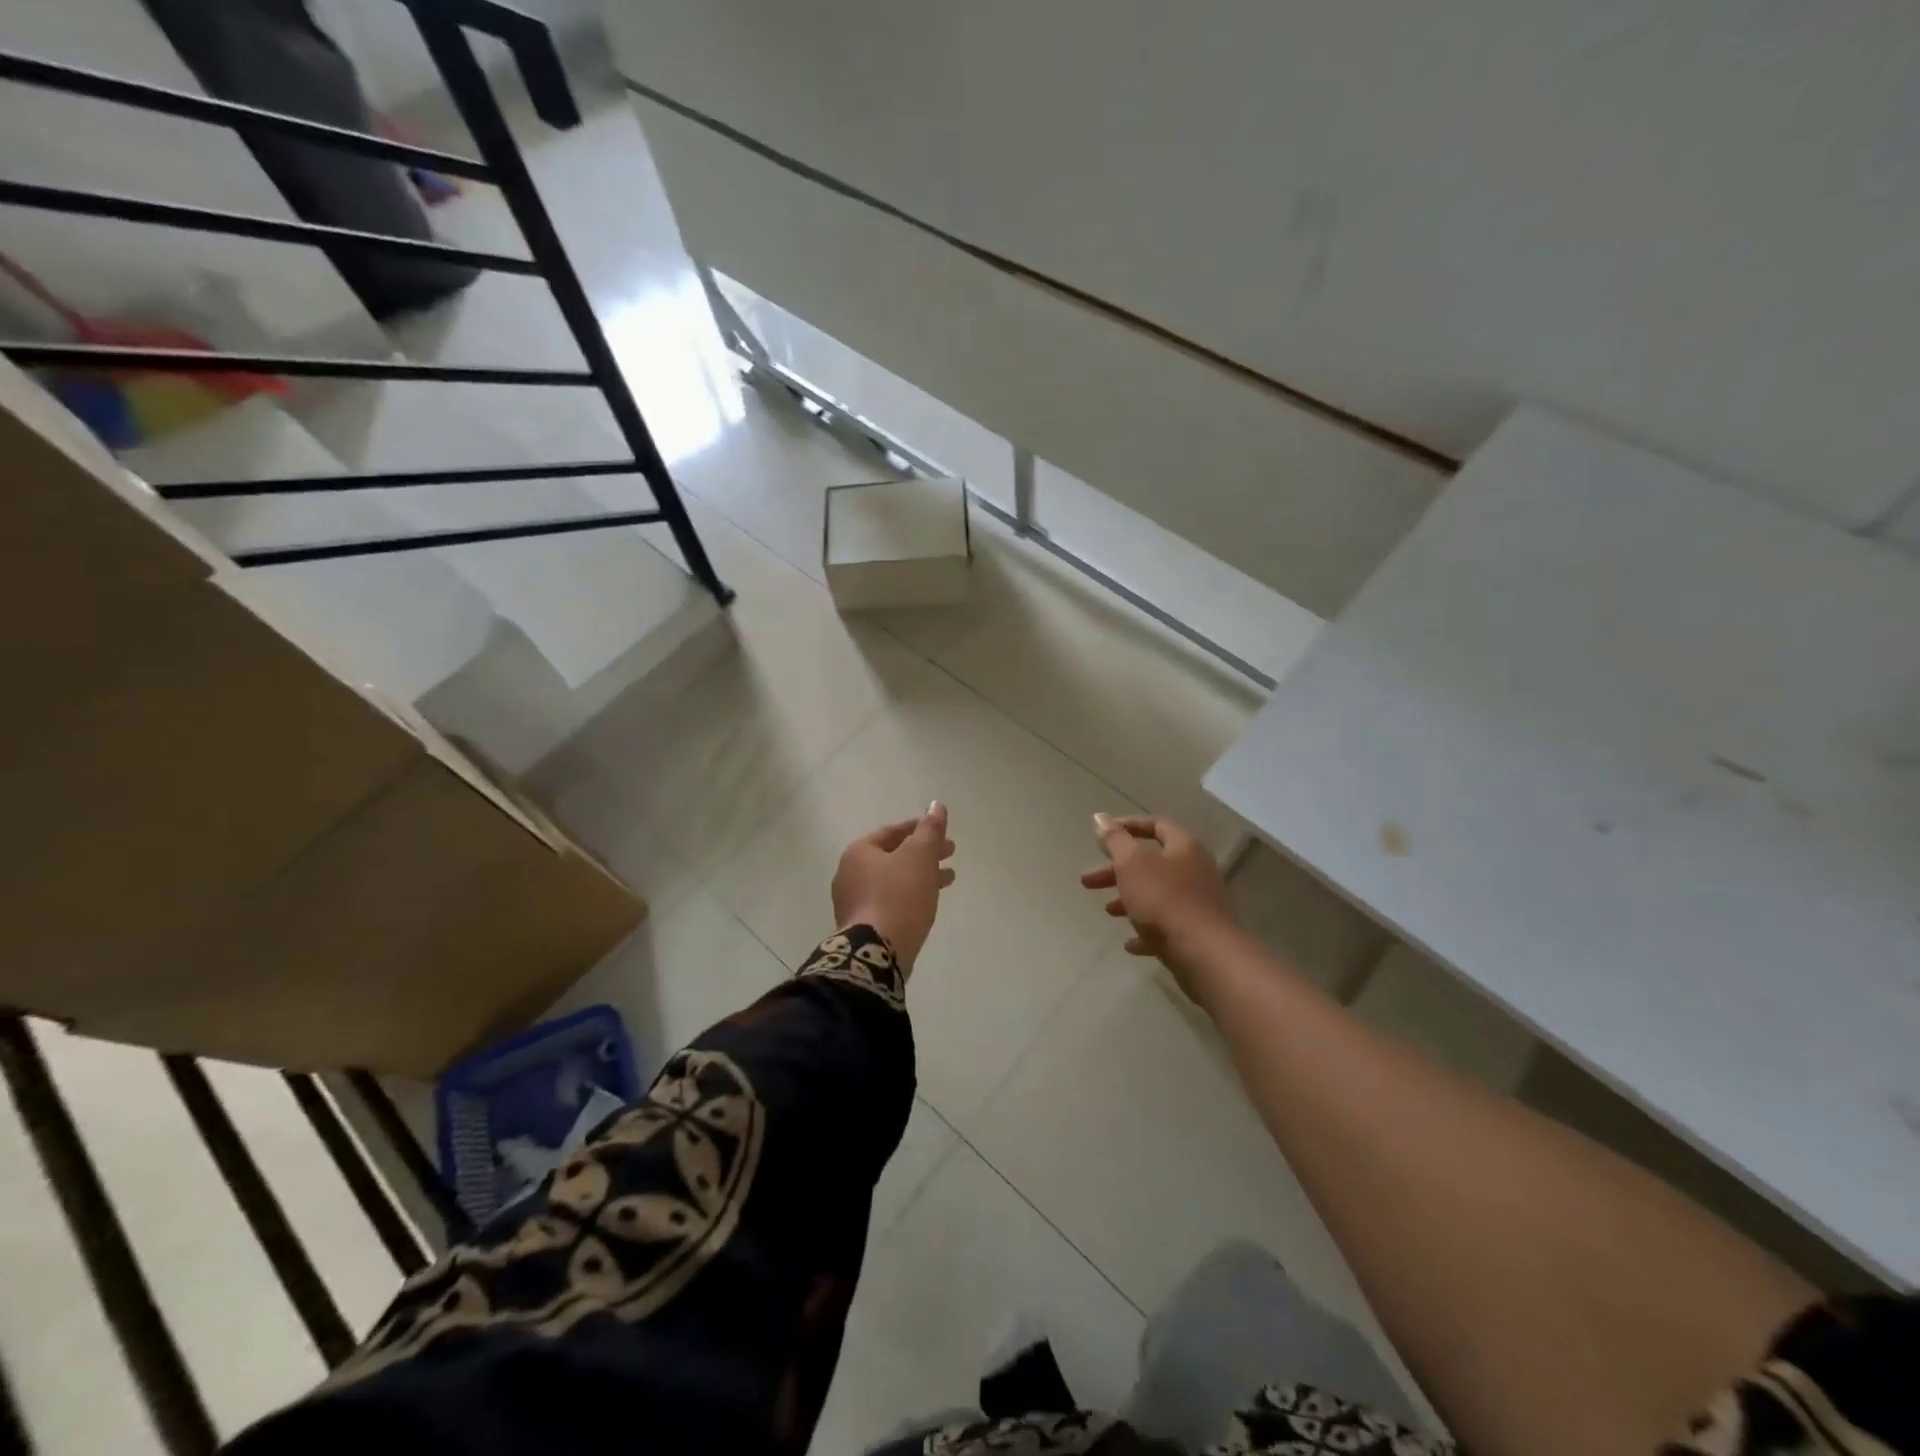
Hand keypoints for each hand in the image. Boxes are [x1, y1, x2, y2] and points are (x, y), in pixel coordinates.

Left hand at [831, 802, 955, 972]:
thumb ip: (930, 830)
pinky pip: (889, 902)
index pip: (892, 832)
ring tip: (948, 879)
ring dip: (920, 876)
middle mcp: (850, 874)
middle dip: (923, 854)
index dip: (919, 829)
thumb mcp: (919, 856)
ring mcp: (853, 902)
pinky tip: (927, 902)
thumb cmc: (898, 896)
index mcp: (859, 852)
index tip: (942, 833)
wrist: (876, 953)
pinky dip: (910, 896)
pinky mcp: (861, 927)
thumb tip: (936, 805)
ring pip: (893, 880)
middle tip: (950, 854)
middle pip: (893, 856)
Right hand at [1081, 813, 1236, 991]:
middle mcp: (1196, 870)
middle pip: (1151, 863)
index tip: (1100, 837)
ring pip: (1158, 894)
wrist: (1206, 955)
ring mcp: (1199, 903)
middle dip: (1117, 871)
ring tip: (1108, 911)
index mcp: (1184, 847)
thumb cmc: (1165, 901)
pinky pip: (1167, 925)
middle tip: (1088, 882)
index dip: (1127, 827)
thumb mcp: (1132, 865)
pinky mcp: (1198, 932)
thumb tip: (1100, 817)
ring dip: (1130, 899)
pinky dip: (1146, 930)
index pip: (1156, 825)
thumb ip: (1115, 840)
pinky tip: (1130, 944)